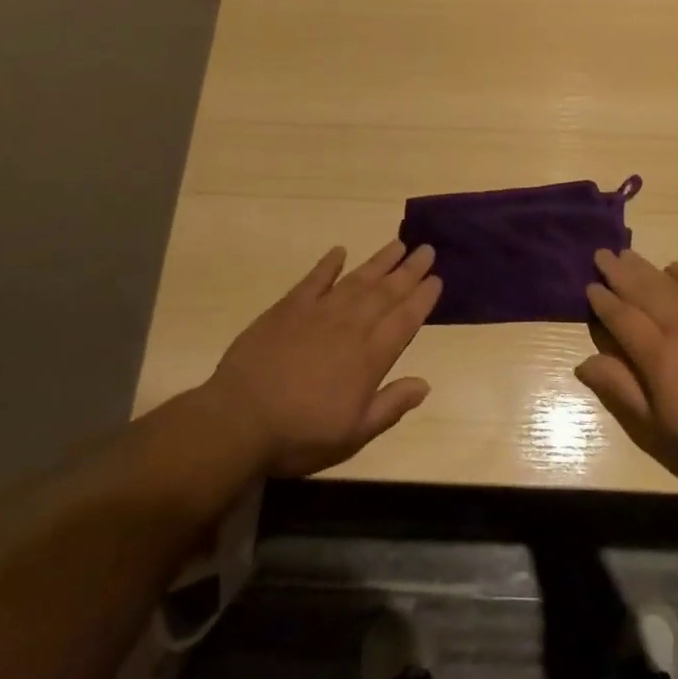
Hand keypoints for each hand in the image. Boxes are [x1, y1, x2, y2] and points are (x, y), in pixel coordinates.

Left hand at [207, 240, 440, 477]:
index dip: (423, 298)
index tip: (437, 278)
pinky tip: (340, 251)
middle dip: (409, 271)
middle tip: (427, 249)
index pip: (405, 320)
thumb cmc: (300, 435)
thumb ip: (390, 406)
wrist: (240, 420)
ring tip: (398, 244)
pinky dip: (328, 264)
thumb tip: (424, 384)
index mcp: (370, 357)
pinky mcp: (288, 308)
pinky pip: (314, 279)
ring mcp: (318, 312)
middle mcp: (350, 326)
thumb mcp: (353, 434)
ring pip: (357, 280)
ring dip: (380, 261)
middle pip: (386, 292)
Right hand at [577, 250, 677, 490]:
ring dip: (645, 266)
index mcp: (658, 356)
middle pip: (642, 290)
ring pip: (668, 281)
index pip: (622, 317)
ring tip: (627, 254)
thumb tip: (582, 363)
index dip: (603, 301)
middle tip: (602, 254)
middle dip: (618, 271)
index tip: (590, 286)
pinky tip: (672, 269)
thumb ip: (620, 387)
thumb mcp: (656, 424)